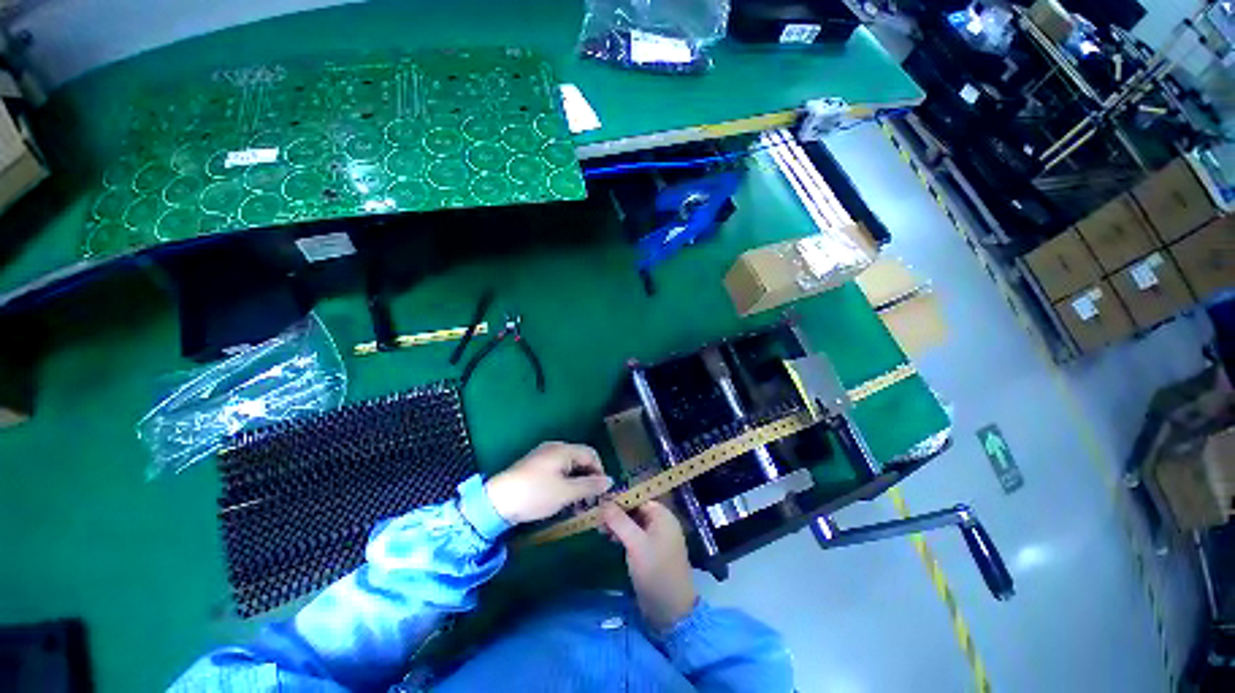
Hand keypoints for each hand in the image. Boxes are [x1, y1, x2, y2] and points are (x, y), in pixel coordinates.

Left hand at [485, 442, 612, 524]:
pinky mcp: (534, 464)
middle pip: (580, 457)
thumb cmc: (535, 494)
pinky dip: (564, 479)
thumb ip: (590, 486)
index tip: (600, 492)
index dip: (600, 472)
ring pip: (568, 464)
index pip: (591, 454)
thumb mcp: (566, 493)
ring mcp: (543, 454)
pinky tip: (560, 495)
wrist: (496, 501)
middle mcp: (555, 447)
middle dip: (588, 476)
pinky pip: (557, 468)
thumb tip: (610, 481)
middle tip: (589, 498)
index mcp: (564, 449)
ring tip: (575, 500)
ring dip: (576, 479)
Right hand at [601, 501, 697, 631]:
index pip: (638, 497)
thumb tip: (604, 502)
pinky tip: (610, 539)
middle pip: (635, 509)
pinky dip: (623, 535)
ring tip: (601, 530)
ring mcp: (656, 537)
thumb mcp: (635, 544)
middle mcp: (660, 522)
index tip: (599, 502)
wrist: (671, 610)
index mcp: (662, 515)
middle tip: (597, 519)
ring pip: (633, 522)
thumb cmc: (655, 571)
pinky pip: (635, 535)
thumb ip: (620, 521)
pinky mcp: (650, 551)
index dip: (619, 498)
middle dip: (617, 512)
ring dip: (618, 524)